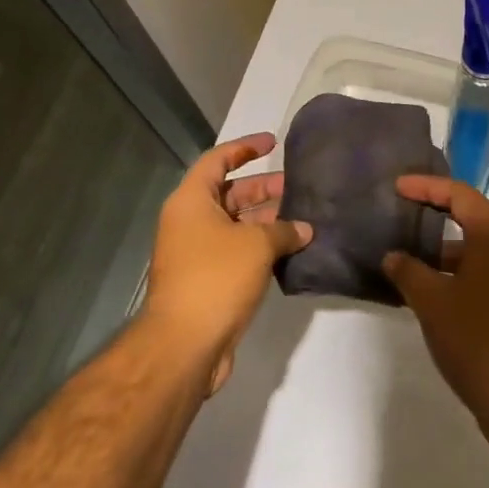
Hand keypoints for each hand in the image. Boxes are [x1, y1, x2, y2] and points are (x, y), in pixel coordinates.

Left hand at [142, 133, 310, 392]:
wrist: (184, 345)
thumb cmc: (216, 278)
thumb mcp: (256, 245)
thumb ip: (284, 230)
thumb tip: (304, 229)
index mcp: (191, 201)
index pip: (218, 159)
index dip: (245, 147)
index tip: (274, 142)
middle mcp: (190, 222)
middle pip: (229, 193)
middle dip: (264, 189)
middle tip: (299, 187)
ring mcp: (197, 253)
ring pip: (236, 225)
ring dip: (267, 221)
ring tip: (304, 218)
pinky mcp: (207, 281)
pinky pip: (237, 251)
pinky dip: (261, 247)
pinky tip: (292, 250)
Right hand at [384, 176, 488, 454]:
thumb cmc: (479, 339)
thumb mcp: (433, 301)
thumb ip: (409, 272)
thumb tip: (394, 256)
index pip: (459, 194)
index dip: (427, 186)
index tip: (396, 188)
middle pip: (467, 218)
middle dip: (432, 214)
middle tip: (397, 214)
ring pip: (469, 252)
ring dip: (436, 251)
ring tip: (399, 257)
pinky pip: (473, 278)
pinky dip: (447, 277)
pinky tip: (419, 295)